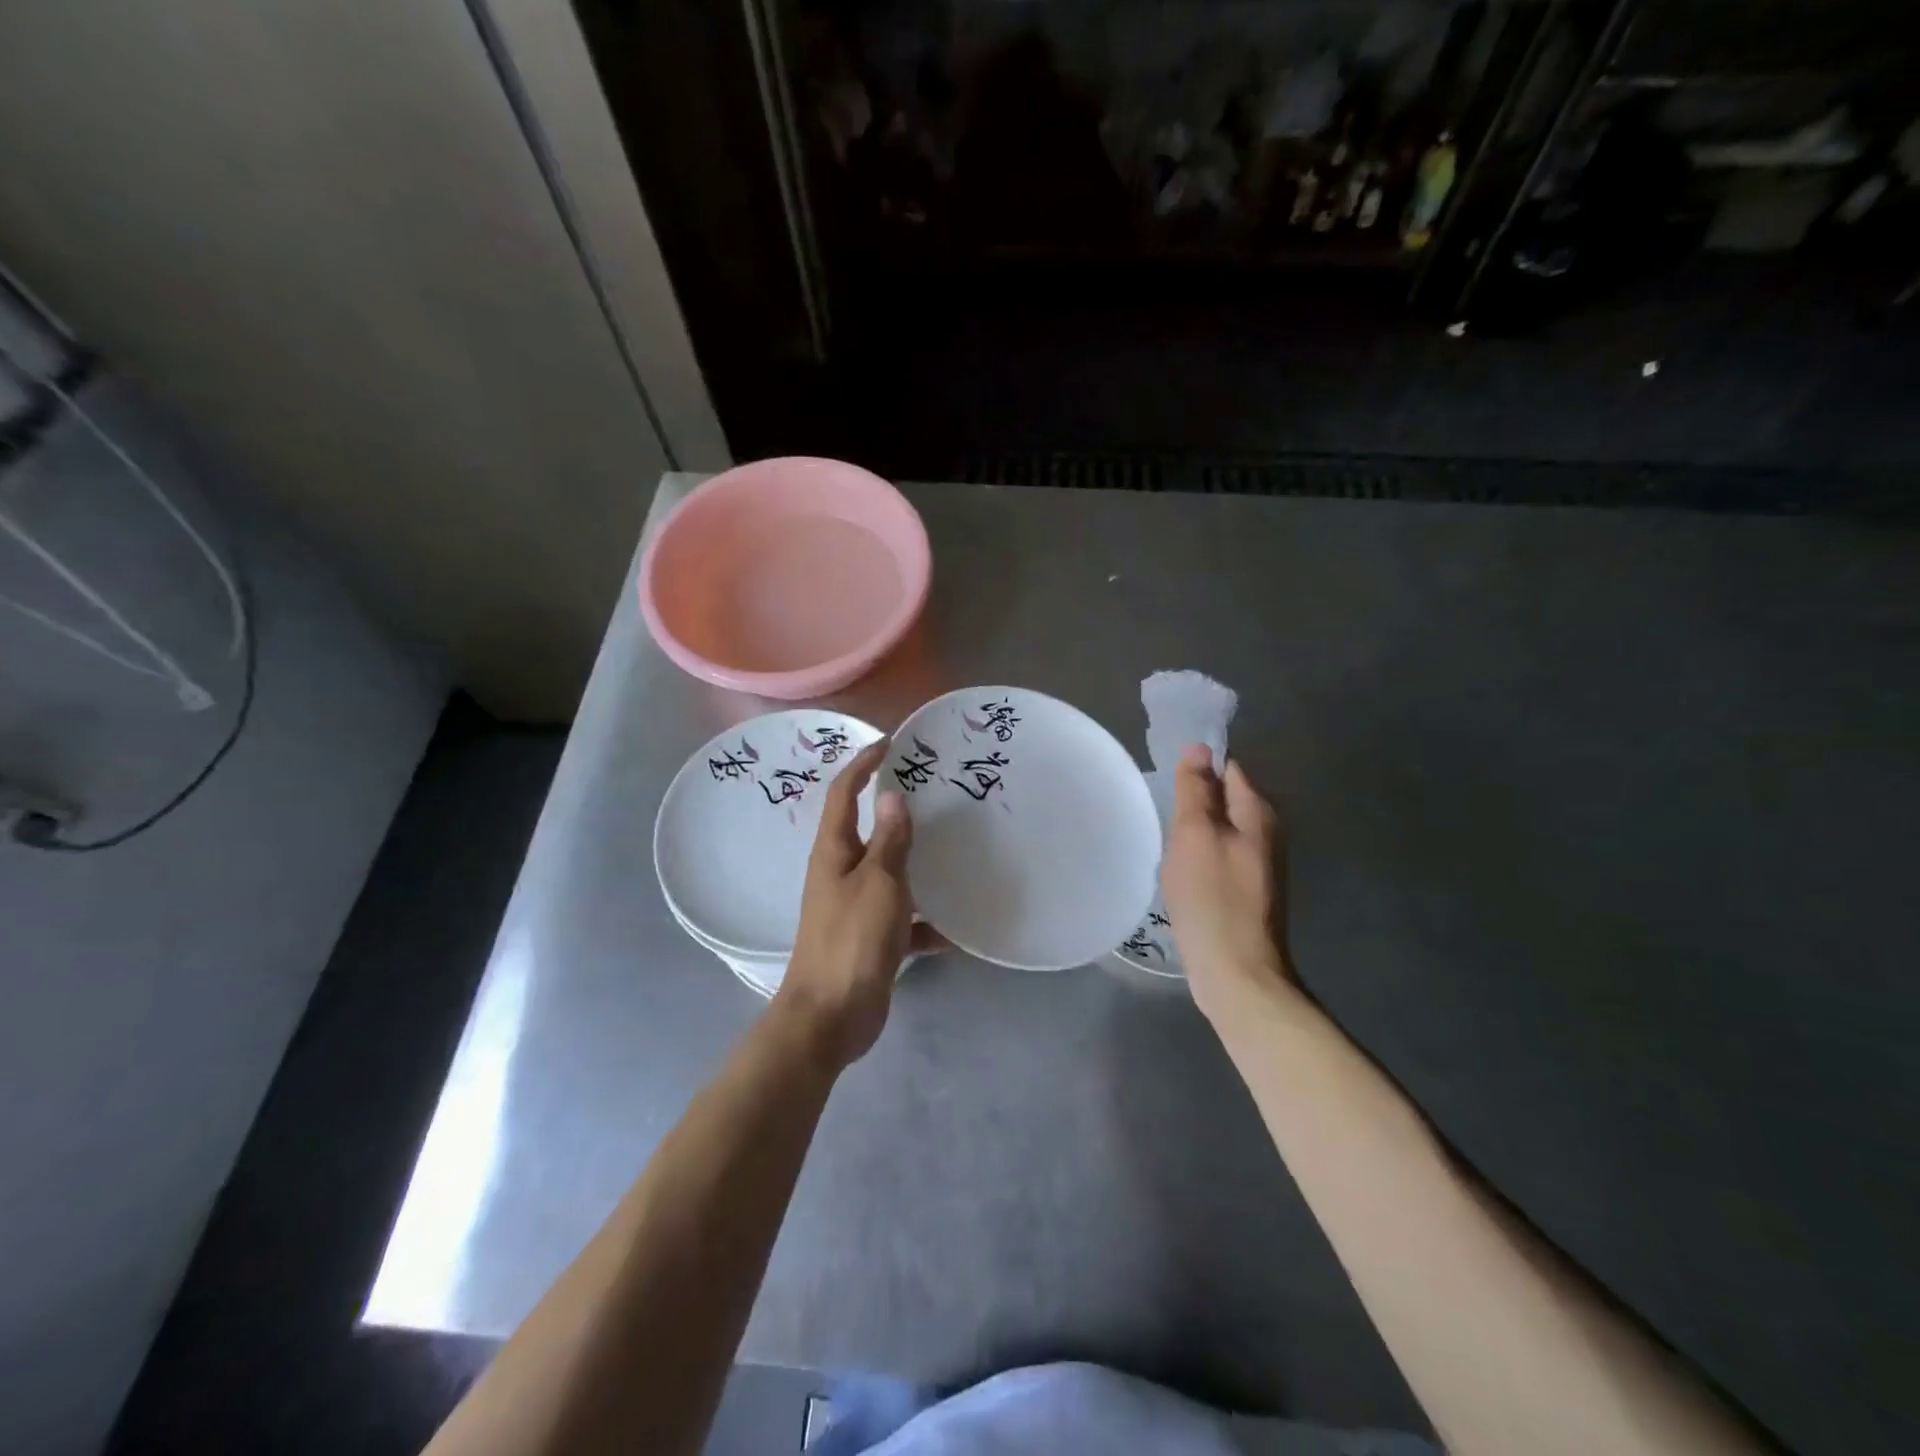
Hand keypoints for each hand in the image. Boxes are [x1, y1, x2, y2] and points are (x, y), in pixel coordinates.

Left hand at [777, 740, 940, 1068]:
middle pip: (867, 830)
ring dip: (916, 862)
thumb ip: (890, 841)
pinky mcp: (870, 938)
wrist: (831, 1018)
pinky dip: (926, 921)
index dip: (863, 764)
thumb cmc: (851, 941)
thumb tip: (893, 795)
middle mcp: (840, 872)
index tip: (891, 743)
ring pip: (889, 873)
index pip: (844, 794)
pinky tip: (957, 927)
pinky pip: (904, 918)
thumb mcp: (878, 884)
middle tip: (932, 791)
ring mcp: (854, 907)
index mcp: (834, 852)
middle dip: (895, 809)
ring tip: (953, 847)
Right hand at [1162, 745, 1295, 1021]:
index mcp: (1258, 813)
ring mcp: (1258, 863)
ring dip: (1194, 830)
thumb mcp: (1195, 835)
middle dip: (1194, 800)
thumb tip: (1200, 748)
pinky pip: (1218, 855)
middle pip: (1225, 798)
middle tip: (1162, 812)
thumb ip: (1196, 790)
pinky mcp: (1247, 890)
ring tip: (1167, 841)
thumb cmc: (1212, 898)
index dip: (1198, 767)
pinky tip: (1180, 870)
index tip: (1167, 779)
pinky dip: (1199, 855)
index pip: (1228, 768)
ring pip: (1220, 828)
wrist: (1237, 972)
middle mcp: (1266, 832)